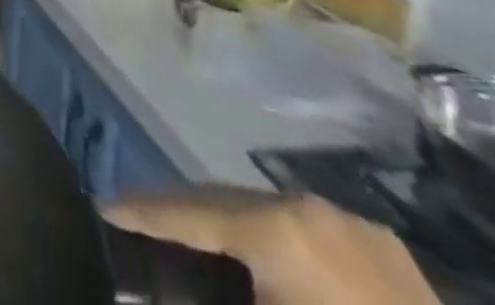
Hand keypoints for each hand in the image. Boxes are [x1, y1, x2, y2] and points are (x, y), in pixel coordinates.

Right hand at [104, 189, 437, 304]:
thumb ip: (203, 294)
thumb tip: (146, 290)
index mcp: (280, 227)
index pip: (188, 210)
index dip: (140, 213)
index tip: (101, 212)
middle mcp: (313, 208)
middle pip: (223, 200)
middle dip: (179, 216)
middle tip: (139, 230)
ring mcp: (360, 228)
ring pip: (266, 213)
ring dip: (227, 229)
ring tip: (192, 248)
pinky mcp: (392, 256)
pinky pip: (309, 235)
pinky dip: (274, 246)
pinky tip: (263, 271)